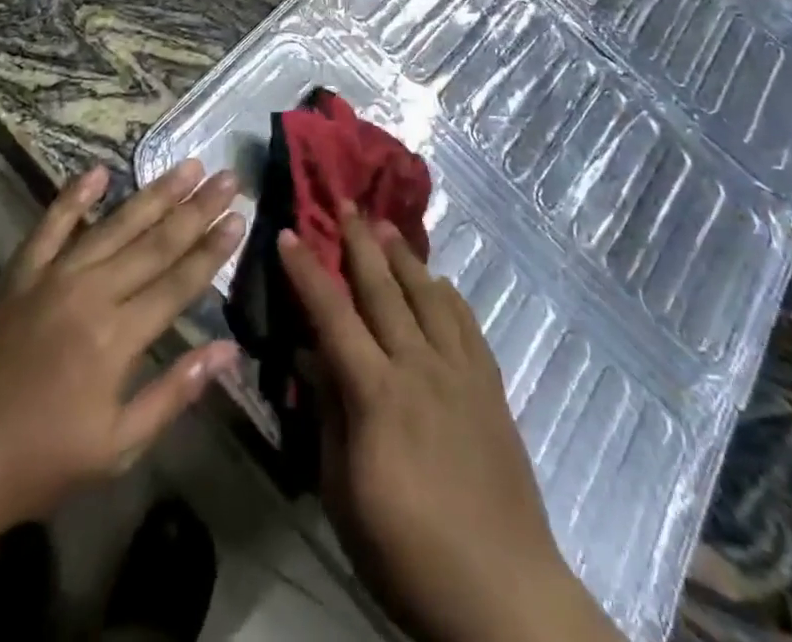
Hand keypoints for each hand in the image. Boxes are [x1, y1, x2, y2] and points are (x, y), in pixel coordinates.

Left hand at [0, 159, 243, 542]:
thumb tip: (228, 351)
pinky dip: (73, 198)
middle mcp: (91, 294)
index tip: (240, 216)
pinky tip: (97, 171)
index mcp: (117, 338)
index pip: (179, 282)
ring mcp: (51, 278)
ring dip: (154, 194)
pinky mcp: (17, 275)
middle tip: (227, 176)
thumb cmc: (34, 465)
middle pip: (155, 243)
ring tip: (186, 165)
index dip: (213, 249)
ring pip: (114, 226)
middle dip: (197, 209)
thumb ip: (173, 393)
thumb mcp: (114, 448)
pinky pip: (49, 227)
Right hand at [280, 212, 621, 641]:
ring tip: (387, 224)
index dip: (308, 273)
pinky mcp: (490, 384)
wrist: (502, 590)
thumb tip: (309, 356)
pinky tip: (439, 281)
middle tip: (345, 202)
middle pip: (384, 289)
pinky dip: (448, 293)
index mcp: (377, 394)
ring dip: (404, 256)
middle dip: (360, 241)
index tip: (290, 234)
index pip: (333, 316)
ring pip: (428, 294)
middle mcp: (419, 366)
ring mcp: (460, 370)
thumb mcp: (344, 494)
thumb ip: (328, 416)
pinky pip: (466, 322)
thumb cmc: (407, 551)